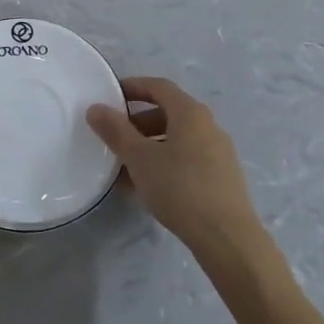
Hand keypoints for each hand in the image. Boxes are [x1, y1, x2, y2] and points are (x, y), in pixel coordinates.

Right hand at [88, 78, 260, 256]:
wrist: (227, 237)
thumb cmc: (179, 187)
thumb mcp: (139, 158)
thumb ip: (116, 131)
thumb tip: (96, 108)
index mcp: (190, 113)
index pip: (159, 86)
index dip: (133, 87)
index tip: (110, 96)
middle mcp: (208, 126)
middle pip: (168, 113)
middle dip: (138, 122)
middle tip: (115, 137)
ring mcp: (219, 152)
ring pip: (177, 139)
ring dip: (149, 146)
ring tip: (126, 168)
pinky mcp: (222, 177)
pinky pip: (187, 159)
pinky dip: (165, 162)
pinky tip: (148, 186)